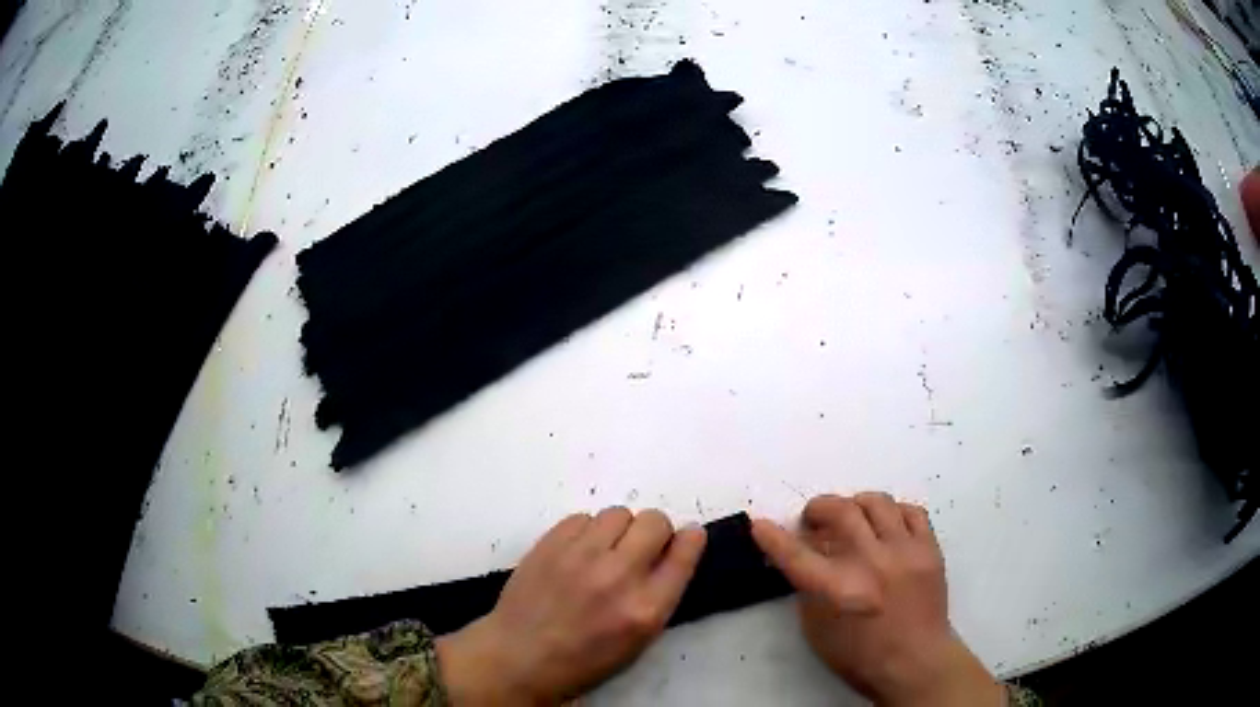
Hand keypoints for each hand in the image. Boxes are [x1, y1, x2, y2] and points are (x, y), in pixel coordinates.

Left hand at [436, 507, 706, 704]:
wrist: (520, 656)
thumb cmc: (584, 659)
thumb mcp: (638, 641)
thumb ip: (660, 597)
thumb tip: (674, 554)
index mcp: (646, 609)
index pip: (684, 553)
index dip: (691, 539)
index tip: (688, 536)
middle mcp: (618, 576)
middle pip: (654, 521)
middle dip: (655, 531)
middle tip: (640, 547)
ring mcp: (581, 556)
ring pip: (618, 513)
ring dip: (619, 529)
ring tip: (604, 550)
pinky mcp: (550, 544)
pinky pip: (582, 517)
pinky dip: (586, 531)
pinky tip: (577, 552)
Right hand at [752, 493, 1004, 706]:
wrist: (916, 661)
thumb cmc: (860, 654)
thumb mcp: (818, 630)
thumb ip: (809, 589)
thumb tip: (806, 554)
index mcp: (838, 590)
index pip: (796, 555)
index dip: (773, 537)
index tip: (759, 524)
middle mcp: (871, 563)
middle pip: (840, 511)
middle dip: (818, 508)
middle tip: (814, 519)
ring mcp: (905, 551)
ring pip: (877, 502)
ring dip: (855, 504)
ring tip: (852, 518)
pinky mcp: (930, 549)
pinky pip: (911, 511)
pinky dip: (893, 512)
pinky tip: (886, 525)